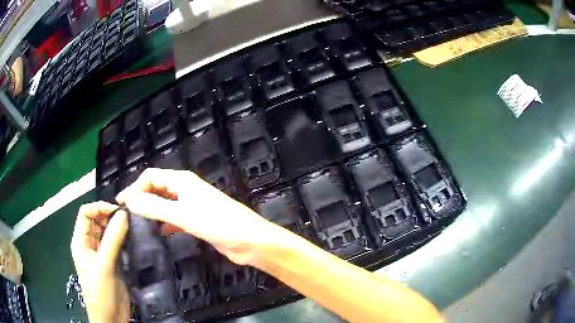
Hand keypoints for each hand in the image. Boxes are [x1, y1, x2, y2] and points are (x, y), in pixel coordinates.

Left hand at [71, 202, 130, 322]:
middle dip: (110, 217)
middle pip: (98, 221)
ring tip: (134, 227)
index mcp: (81, 241)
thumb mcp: (105, 265)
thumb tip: (124, 214)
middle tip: (129, 219)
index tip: (117, 212)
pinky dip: (124, 239)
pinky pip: (117, 245)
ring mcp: (102, 254)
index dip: (99, 208)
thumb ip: (113, 239)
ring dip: (119, 228)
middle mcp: (90, 244)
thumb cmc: (100, 291)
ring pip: (108, 232)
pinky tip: (134, 240)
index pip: (86, 213)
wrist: (111, 317)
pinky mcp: (113, 262)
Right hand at [116, 168, 278, 265]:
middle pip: (156, 188)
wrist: (249, 241)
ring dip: (151, 210)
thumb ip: (154, 207)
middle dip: (141, 198)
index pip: (150, 177)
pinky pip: (174, 217)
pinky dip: (164, 222)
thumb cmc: (217, 224)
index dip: (134, 188)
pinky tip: (159, 232)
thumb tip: (129, 199)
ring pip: (165, 203)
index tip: (120, 204)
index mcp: (181, 181)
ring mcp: (191, 204)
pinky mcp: (196, 219)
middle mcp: (185, 189)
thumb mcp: (182, 215)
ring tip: (137, 223)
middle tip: (126, 215)